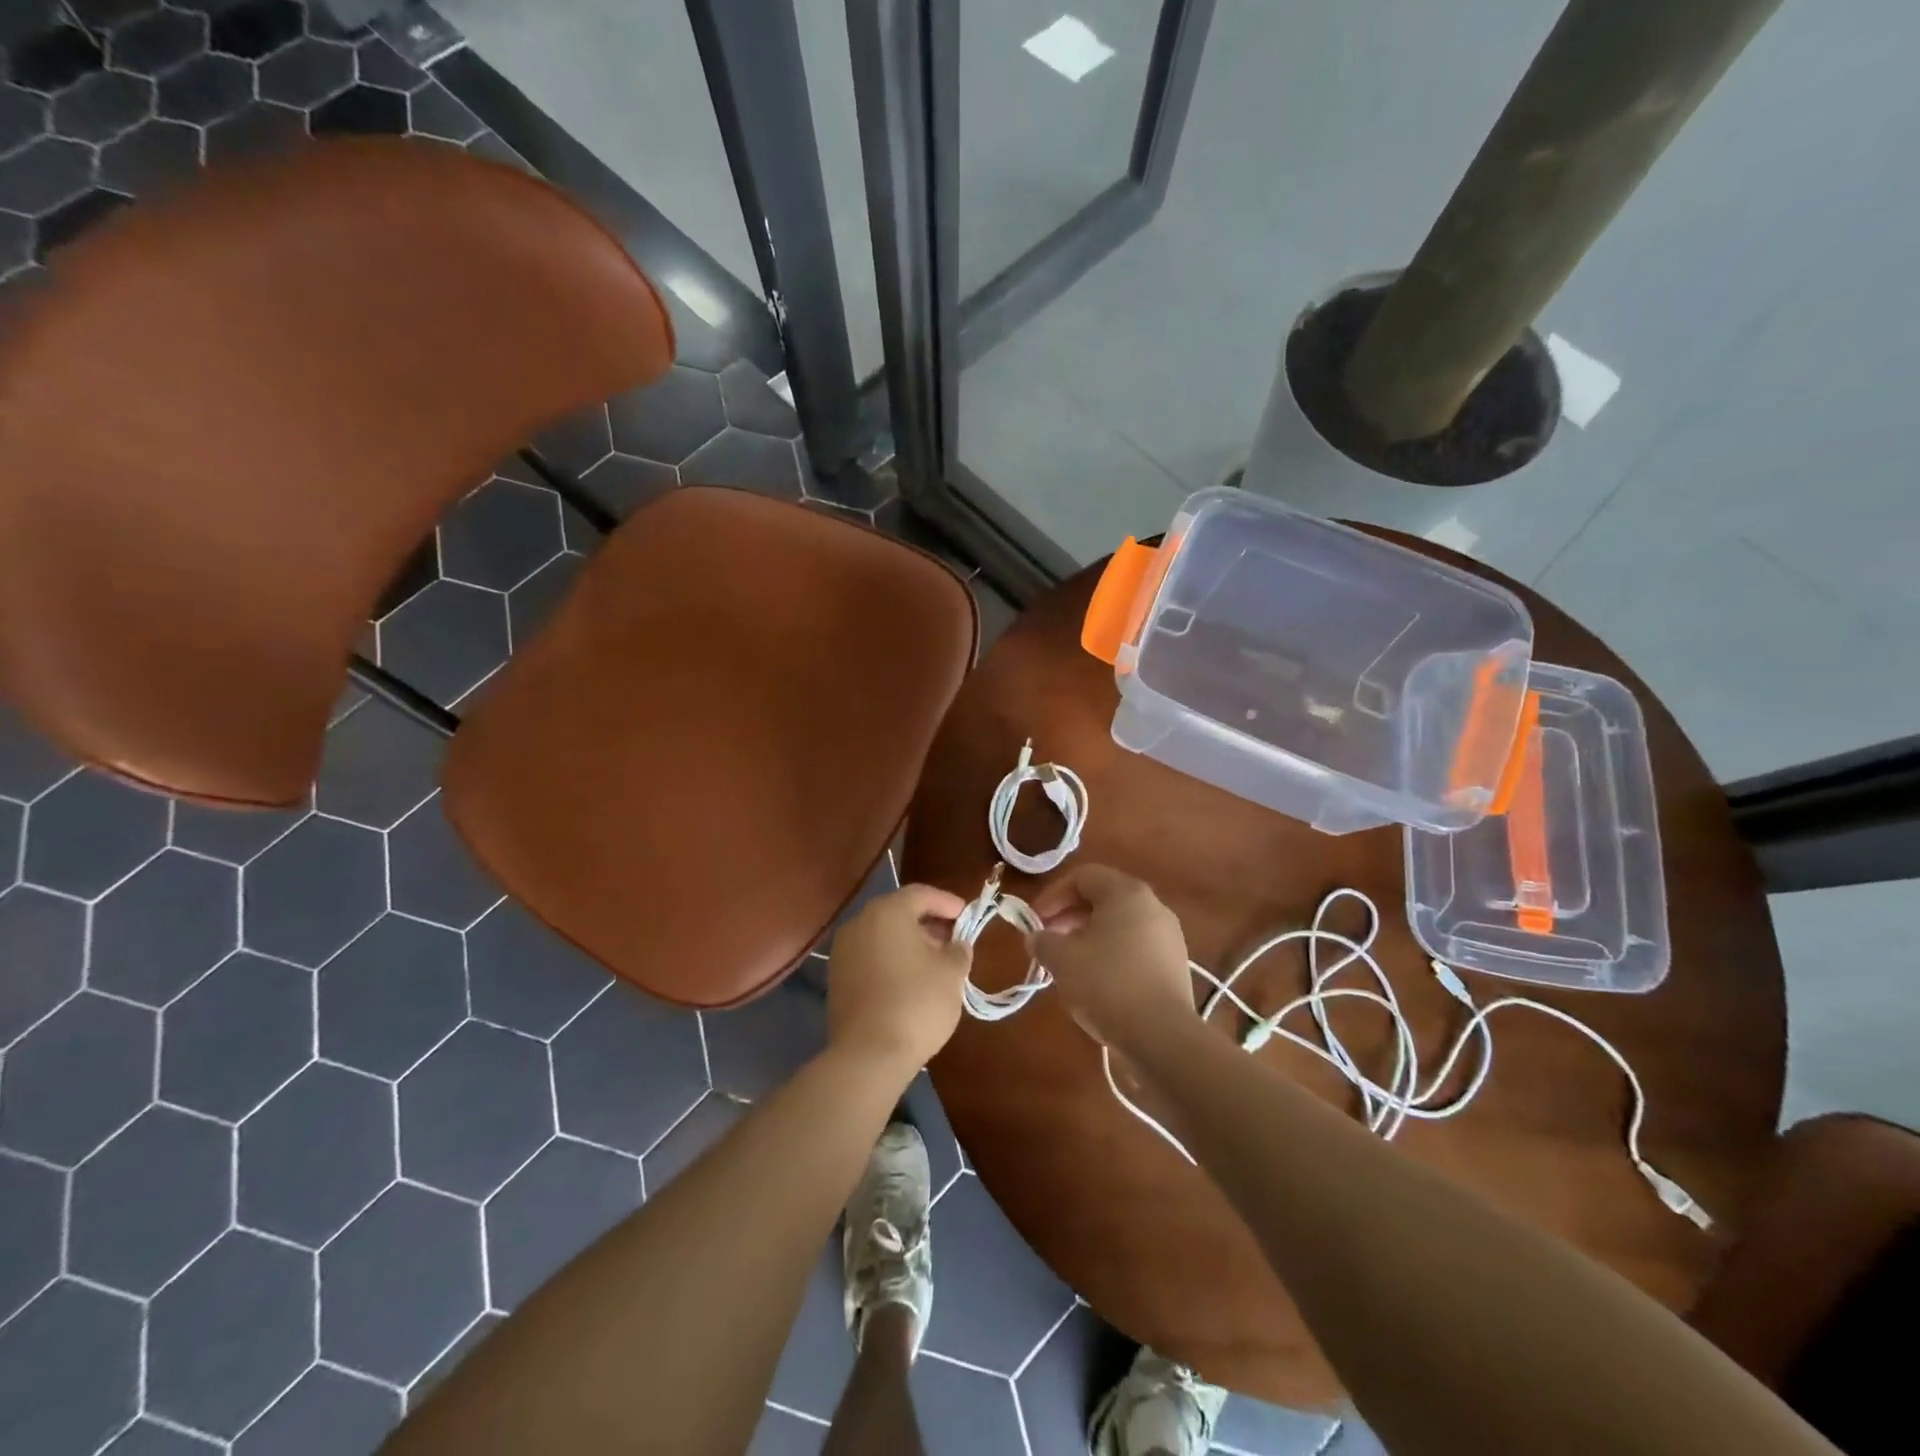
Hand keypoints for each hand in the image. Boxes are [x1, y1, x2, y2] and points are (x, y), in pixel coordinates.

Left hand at [827, 883, 973, 1073]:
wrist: (868, 1055)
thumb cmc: (916, 1003)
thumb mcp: (951, 973)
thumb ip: (958, 950)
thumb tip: (957, 944)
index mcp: (887, 911)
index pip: (921, 894)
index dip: (947, 902)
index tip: (966, 916)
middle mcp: (860, 922)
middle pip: (898, 912)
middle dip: (927, 923)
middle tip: (952, 939)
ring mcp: (843, 951)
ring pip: (882, 935)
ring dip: (908, 943)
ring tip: (933, 962)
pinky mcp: (836, 978)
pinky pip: (869, 956)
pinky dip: (890, 960)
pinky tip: (909, 980)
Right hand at [1026, 865, 1193, 1051]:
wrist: (1162, 1037)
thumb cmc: (1107, 984)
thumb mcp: (1062, 960)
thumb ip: (1043, 941)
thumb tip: (1037, 937)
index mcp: (1126, 893)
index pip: (1083, 876)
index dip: (1053, 894)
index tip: (1035, 921)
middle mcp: (1153, 906)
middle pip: (1103, 898)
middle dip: (1069, 916)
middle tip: (1048, 941)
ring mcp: (1168, 937)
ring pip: (1119, 925)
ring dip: (1088, 937)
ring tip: (1068, 964)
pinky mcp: (1174, 966)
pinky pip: (1134, 948)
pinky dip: (1110, 955)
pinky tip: (1096, 983)